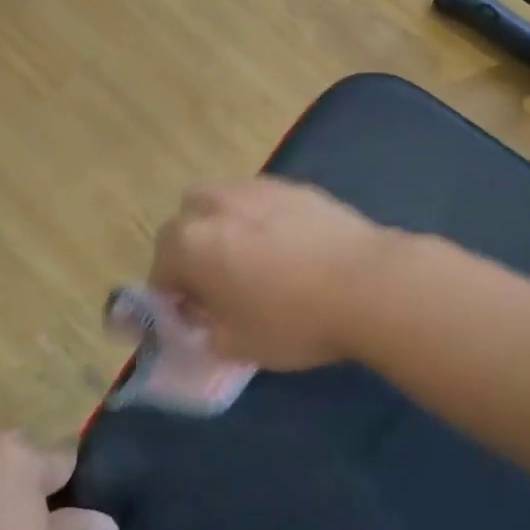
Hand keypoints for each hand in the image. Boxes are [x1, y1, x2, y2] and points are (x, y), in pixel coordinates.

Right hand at [148, 178, 397, 370]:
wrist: (368, 284)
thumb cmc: (293, 321)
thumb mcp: (236, 345)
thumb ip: (204, 329)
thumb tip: (201, 315)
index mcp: (190, 243)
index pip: (161, 269)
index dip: (173, 297)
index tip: (194, 317)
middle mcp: (214, 205)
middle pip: (186, 223)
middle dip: (193, 249)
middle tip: (219, 283)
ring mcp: (255, 188)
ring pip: (223, 204)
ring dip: (225, 228)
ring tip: (256, 261)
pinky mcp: (293, 185)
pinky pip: (262, 201)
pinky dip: (262, 220)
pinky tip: (291, 248)